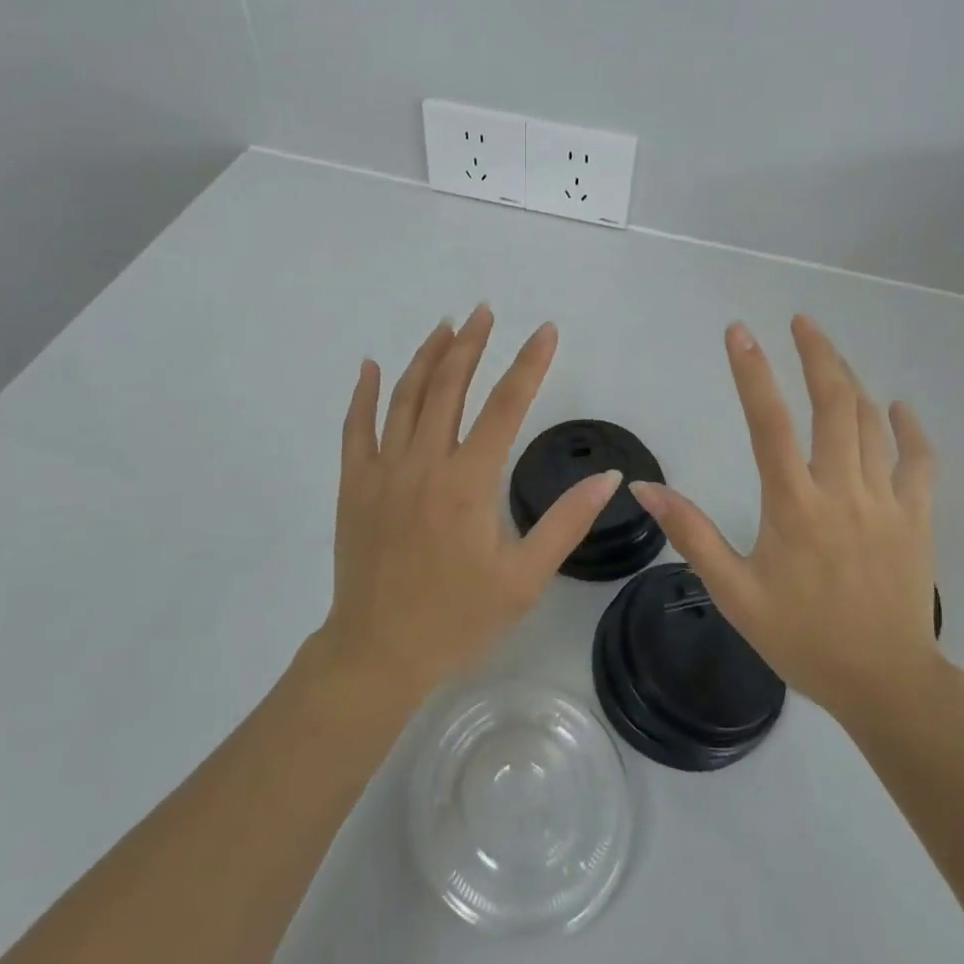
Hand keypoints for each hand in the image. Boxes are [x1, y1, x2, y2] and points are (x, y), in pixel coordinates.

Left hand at [315, 304, 622, 704]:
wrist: (379, 652)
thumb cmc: (458, 618)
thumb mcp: (524, 578)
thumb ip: (566, 522)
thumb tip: (608, 477)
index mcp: (468, 482)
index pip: (505, 406)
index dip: (529, 364)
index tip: (545, 330)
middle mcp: (424, 463)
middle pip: (449, 387)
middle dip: (470, 344)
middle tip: (484, 311)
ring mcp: (383, 470)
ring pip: (404, 397)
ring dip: (426, 356)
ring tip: (446, 326)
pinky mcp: (354, 483)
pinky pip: (356, 427)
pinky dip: (364, 393)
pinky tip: (371, 365)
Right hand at [629, 316, 943, 736]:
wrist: (886, 684)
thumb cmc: (803, 637)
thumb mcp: (734, 593)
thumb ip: (691, 533)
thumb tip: (644, 486)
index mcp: (794, 505)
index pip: (769, 423)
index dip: (752, 371)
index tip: (739, 331)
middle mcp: (842, 490)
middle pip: (834, 404)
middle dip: (817, 354)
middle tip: (799, 320)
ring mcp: (887, 501)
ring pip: (872, 423)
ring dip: (851, 380)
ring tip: (830, 352)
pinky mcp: (918, 518)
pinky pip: (920, 461)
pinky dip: (910, 429)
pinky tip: (897, 407)